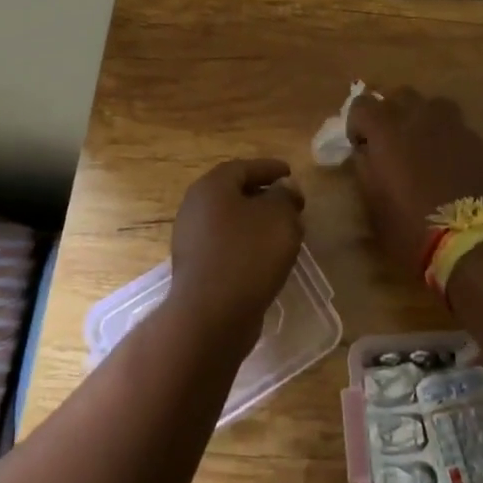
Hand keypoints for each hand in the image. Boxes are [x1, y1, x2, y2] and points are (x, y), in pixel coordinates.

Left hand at [170, 158, 305, 334]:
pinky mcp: (196, 267)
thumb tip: (284, 188)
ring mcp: (191, 239)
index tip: (291, 172)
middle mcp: (195, 207)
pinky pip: (226, 245)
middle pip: (233, 193)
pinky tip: (266, 256)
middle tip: (289, 202)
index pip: (244, 167)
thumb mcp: (279, 218)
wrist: (212, 315)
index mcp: (212, 187)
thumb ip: (285, 196)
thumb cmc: (248, 255)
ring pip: (230, 221)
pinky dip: (246, 243)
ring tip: (283, 230)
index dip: (270, 168)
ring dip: (255, 222)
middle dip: (263, 195)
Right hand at [347, 88, 482, 279]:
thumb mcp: (373, 203)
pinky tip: (448, 164)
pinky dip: (447, 139)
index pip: (362, 104)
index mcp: (387, 130)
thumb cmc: (411, 228)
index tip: (360, 145)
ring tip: (421, 145)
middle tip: (390, 140)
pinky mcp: (479, 143)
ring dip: (422, 118)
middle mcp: (420, 117)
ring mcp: (454, 127)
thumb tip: (366, 152)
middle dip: (391, 112)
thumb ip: (365, 168)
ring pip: (433, 106)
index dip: (357, 124)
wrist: (472, 244)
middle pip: (400, 95)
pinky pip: (457, 129)